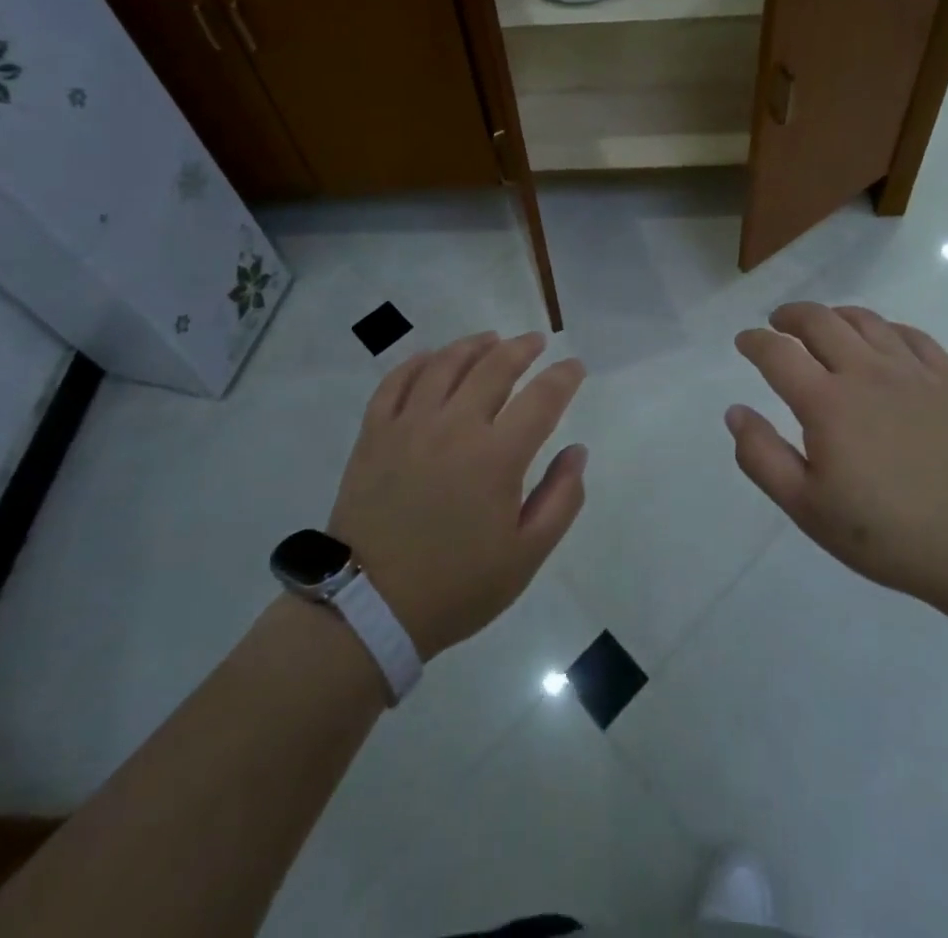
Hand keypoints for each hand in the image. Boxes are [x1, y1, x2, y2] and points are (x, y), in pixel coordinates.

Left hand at [328, 332, 587, 659]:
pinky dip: (417, 362)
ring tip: (490, 339)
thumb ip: (561, 499)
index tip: (574, 367)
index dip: (564, 376)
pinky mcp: (374, 433)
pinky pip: (396, 382)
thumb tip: (577, 451)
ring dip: (473, 345)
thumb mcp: (525, 556)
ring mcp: (409, 425)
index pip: (542, 398)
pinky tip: (431, 358)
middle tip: (536, 341)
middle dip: (522, 348)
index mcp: (497, 457)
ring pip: (445, 364)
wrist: (370, 608)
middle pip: (494, 367)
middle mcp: (454, 426)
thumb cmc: (456, 585)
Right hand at [727, 303, 947, 617]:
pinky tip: (882, 340)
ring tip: (824, 326)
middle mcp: (866, 372)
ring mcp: (912, 372)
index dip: (754, 341)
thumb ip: (762, 457)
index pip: (777, 353)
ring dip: (835, 316)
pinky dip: (886, 328)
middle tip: (778, 324)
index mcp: (827, 402)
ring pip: (865, 320)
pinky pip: (911, 335)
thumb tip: (735, 411)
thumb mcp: (807, 508)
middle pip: (820, 321)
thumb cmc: (887, 533)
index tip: (743, 341)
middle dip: (791, 316)